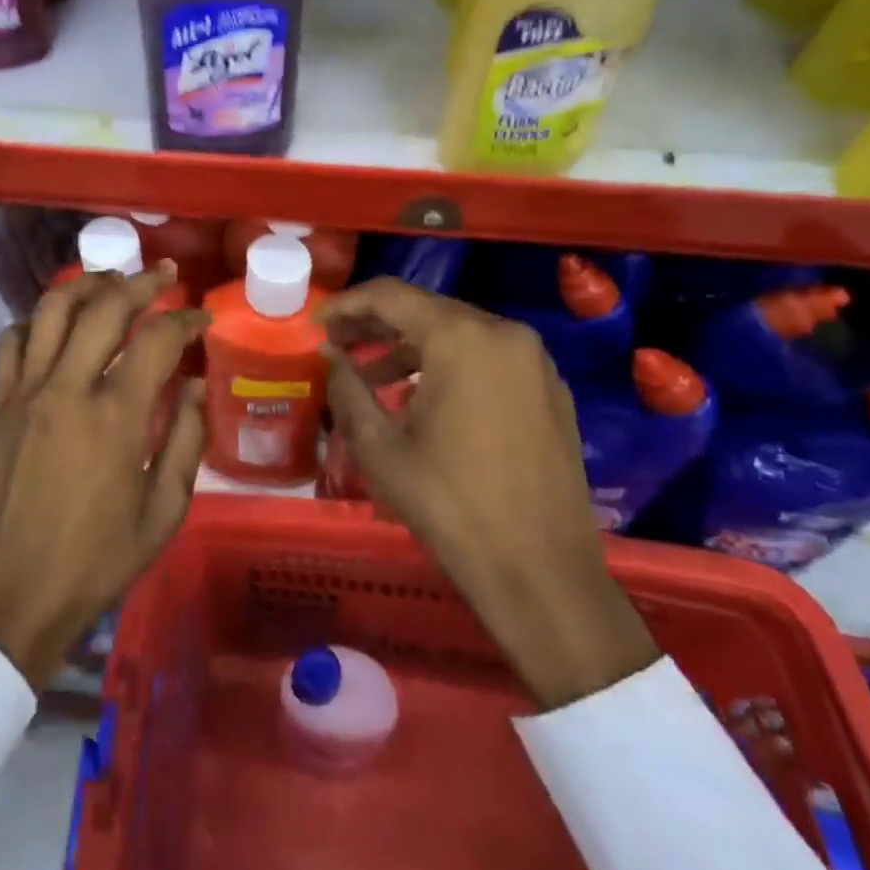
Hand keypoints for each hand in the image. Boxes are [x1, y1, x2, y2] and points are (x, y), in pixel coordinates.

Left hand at [0, 267, 208, 688]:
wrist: (12, 596)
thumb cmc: (96, 561)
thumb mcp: (163, 512)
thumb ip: (185, 441)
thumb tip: (195, 386)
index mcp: (116, 418)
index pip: (157, 339)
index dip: (185, 320)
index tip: (201, 319)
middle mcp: (68, 388)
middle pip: (105, 307)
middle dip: (141, 282)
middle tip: (164, 275)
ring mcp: (25, 391)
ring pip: (53, 309)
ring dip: (87, 285)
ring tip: (111, 281)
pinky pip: (13, 340)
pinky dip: (37, 321)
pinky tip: (55, 326)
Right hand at [320, 278, 658, 709]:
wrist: (542, 574)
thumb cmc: (449, 505)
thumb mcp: (379, 446)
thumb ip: (346, 386)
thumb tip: (329, 354)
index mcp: (461, 337)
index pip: (390, 295)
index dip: (348, 305)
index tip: (319, 325)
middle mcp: (504, 333)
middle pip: (427, 309)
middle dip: (377, 324)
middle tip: (339, 346)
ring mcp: (535, 361)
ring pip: (458, 333)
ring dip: (411, 347)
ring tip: (373, 377)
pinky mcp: (551, 390)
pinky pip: (488, 358)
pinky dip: (449, 364)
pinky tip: (423, 397)